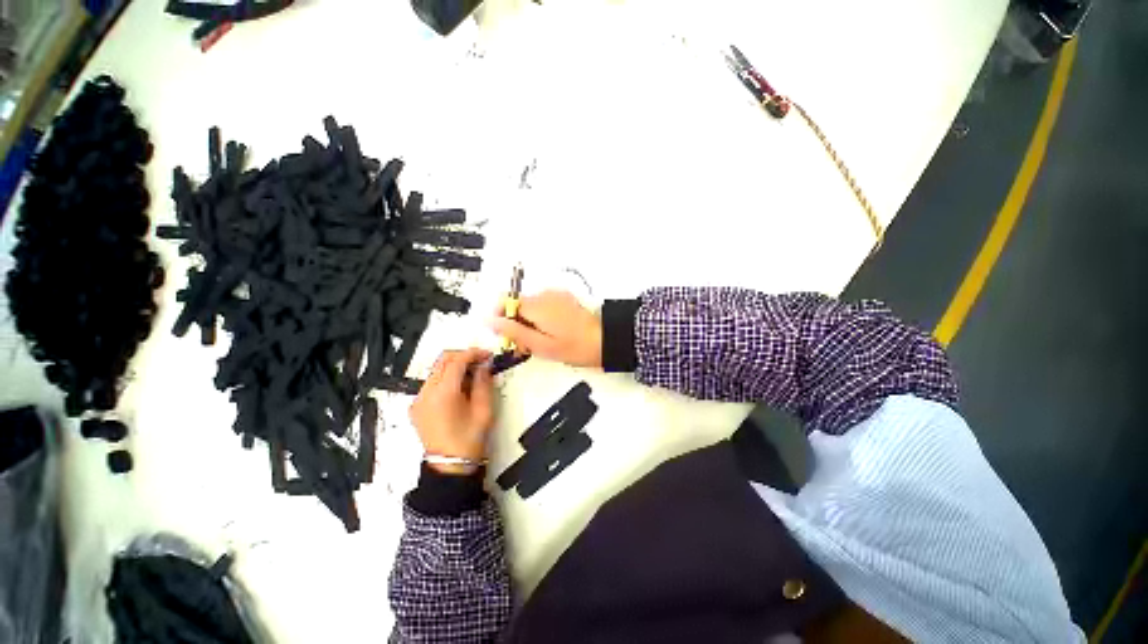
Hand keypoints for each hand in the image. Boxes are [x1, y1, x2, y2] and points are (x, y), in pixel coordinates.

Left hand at [409, 348, 494, 474]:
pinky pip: (431, 383)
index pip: (456, 361)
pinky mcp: (417, 406)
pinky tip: (460, 388)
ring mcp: (418, 399)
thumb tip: (484, 364)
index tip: (487, 355)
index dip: (473, 353)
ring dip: (455, 367)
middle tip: (481, 361)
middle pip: (442, 360)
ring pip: (436, 370)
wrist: (450, 465)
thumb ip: (483, 382)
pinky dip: (446, 378)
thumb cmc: (469, 438)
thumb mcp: (484, 408)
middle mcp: (426, 392)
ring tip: (472, 375)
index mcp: (443, 393)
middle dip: (463, 356)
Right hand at [489, 290, 602, 367]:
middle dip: (515, 323)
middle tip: (525, 346)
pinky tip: (550, 333)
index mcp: (536, 305)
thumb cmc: (574, 347)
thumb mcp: (540, 345)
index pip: (505, 302)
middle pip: (517, 305)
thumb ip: (513, 331)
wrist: (604, 341)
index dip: (501, 319)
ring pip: (530, 306)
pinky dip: (540, 318)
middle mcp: (544, 295)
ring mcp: (556, 295)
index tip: (507, 336)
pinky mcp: (564, 299)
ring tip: (539, 342)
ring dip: (528, 322)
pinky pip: (543, 305)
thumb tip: (489, 321)